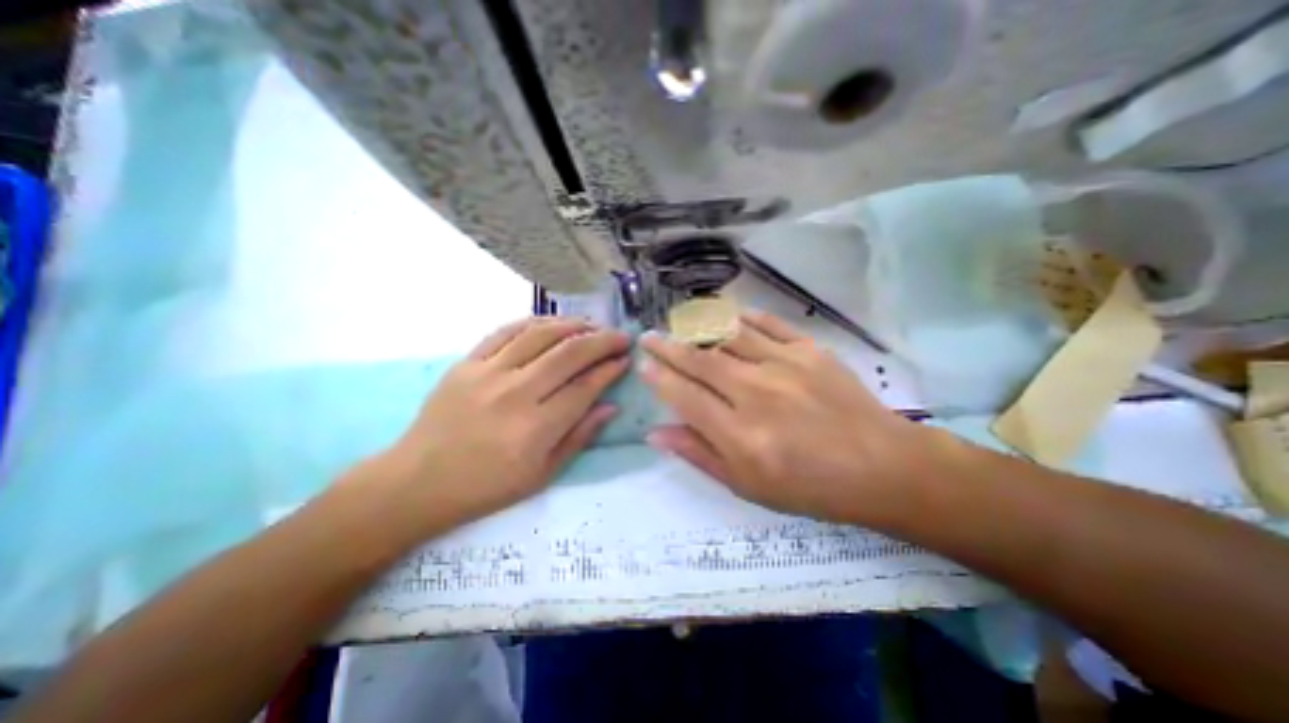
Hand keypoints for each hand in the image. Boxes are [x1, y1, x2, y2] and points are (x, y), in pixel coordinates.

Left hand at [375, 316, 631, 536]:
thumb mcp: (543, 474)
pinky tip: (554, 323)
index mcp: (536, 428)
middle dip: (602, 340)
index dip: (609, 369)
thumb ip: (580, 437)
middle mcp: (515, 393)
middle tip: (620, 337)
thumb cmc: (487, 486)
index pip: (585, 387)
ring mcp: (488, 373)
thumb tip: (611, 407)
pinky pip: (507, 331)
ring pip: (540, 334)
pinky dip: (535, 322)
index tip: (625, 359)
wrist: (418, 482)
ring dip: (573, 325)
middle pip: (568, 353)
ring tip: (593, 325)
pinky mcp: (467, 362)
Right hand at [640, 310, 927, 524]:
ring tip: (680, 324)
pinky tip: (729, 316)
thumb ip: (699, 455)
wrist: (882, 467)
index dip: (659, 379)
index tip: (642, 366)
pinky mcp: (810, 350)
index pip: (685, 396)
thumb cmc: (811, 487)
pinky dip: (743, 318)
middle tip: (648, 336)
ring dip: (698, 329)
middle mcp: (756, 393)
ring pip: (728, 336)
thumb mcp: (748, 486)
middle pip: (700, 361)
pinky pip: (768, 324)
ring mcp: (785, 365)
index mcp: (740, 435)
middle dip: (668, 347)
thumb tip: (656, 433)